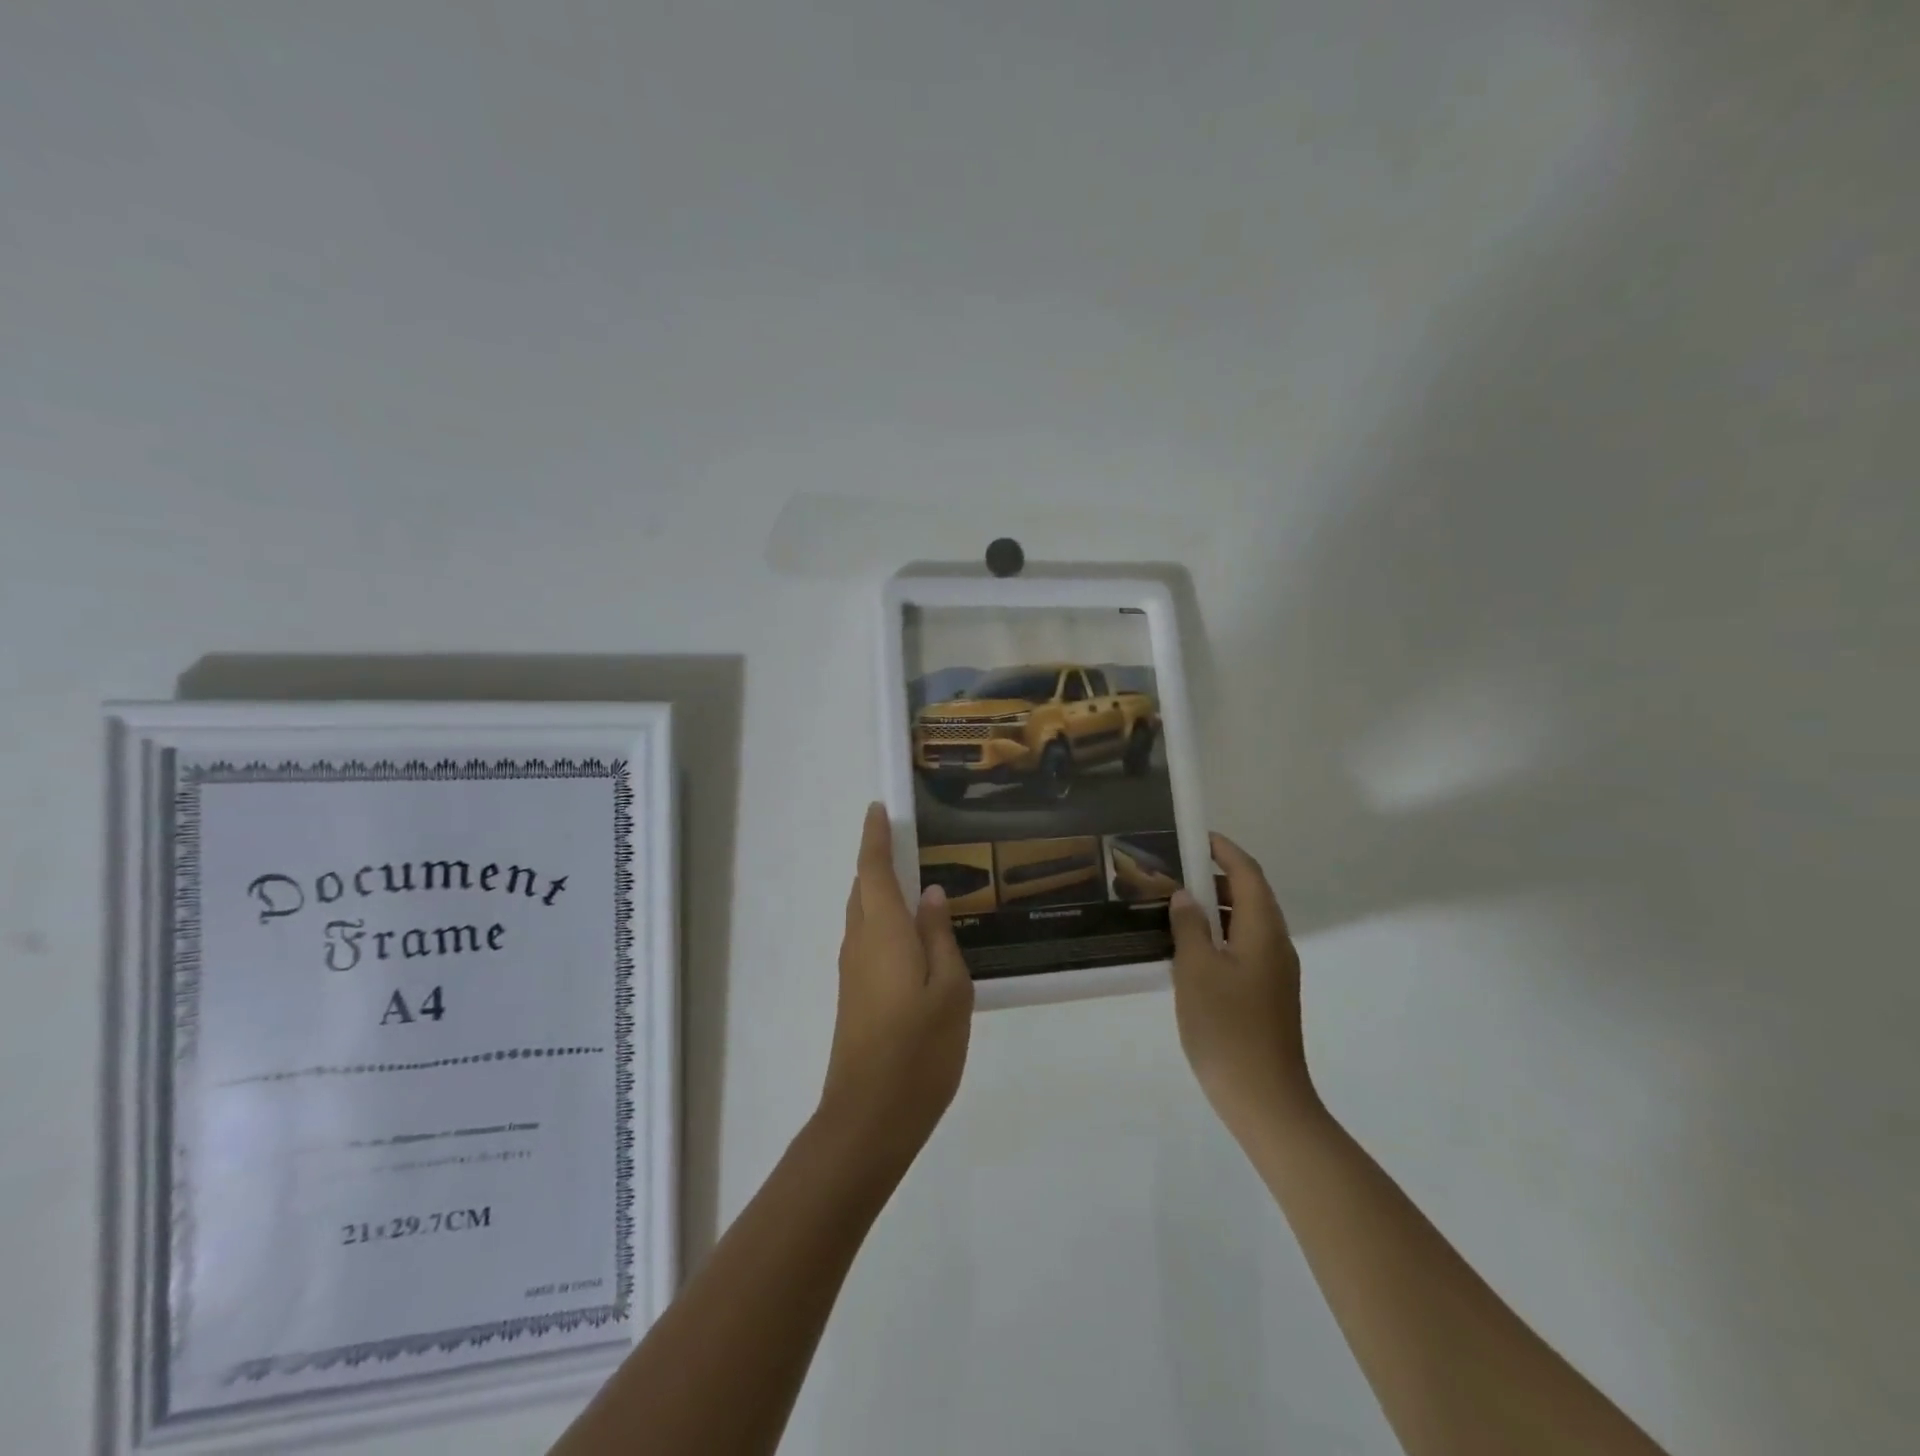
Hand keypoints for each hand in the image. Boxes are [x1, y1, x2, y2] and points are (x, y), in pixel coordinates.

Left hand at [819, 803, 972, 1171]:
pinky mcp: (853, 994)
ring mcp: (852, 971)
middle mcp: (859, 942)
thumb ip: (940, 937)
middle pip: (863, 889)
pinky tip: (911, 936)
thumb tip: (932, 894)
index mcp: (883, 931)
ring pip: (863, 915)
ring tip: (916, 885)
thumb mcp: (950, 989)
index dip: (875, 836)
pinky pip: (867, 939)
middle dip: (878, 861)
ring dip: (880, 892)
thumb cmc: (919, 1049)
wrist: (869, 1117)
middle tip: (909, 843)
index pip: (873, 869)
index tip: (879, 809)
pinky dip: (883, 921)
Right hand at [1167, 833, 1317, 1138]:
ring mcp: (1273, 972)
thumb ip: (1189, 926)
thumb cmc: (1227, 1028)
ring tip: (1172, 904)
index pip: (1248, 873)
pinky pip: (1242, 947)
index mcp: (1264, 931)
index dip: (1224, 850)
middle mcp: (1275, 945)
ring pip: (1245, 923)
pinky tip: (1186, 947)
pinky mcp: (1266, 994)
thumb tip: (1186, 896)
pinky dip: (1217, 934)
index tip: (1194, 836)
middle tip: (1173, 870)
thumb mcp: (1196, 970)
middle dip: (1214, 876)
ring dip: (1214, 906)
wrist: (1264, 1099)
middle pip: (1250, 895)